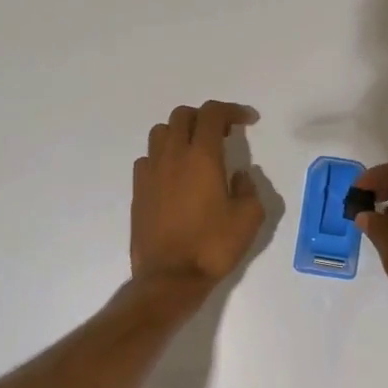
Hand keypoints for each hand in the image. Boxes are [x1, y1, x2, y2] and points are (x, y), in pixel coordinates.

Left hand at [130, 101, 264, 290]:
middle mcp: (173, 156)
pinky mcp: (138, 191)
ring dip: (180, 133)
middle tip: (223, 135)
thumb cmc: (213, 246)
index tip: (248, 121)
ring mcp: (151, 172)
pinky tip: (174, 176)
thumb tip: (239, 177)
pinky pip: (148, 158)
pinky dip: (163, 157)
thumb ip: (249, 188)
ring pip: (160, 132)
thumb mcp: (249, 218)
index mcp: (202, 156)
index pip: (213, 113)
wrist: (170, 277)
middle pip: (183, 115)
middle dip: (205, 117)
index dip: (232, 110)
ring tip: (196, 152)